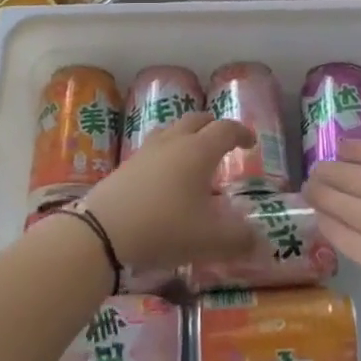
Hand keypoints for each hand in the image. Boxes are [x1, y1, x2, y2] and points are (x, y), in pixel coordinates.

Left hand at [82, 113, 256, 274]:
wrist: (101, 232)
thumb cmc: (164, 228)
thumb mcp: (208, 240)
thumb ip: (238, 240)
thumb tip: (259, 241)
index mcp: (199, 151)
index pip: (225, 129)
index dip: (241, 133)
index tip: (250, 142)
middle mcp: (173, 142)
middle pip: (197, 120)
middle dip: (213, 126)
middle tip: (223, 141)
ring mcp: (146, 151)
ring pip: (171, 129)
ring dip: (187, 134)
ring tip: (192, 153)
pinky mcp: (126, 165)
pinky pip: (153, 147)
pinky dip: (166, 152)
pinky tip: (164, 176)